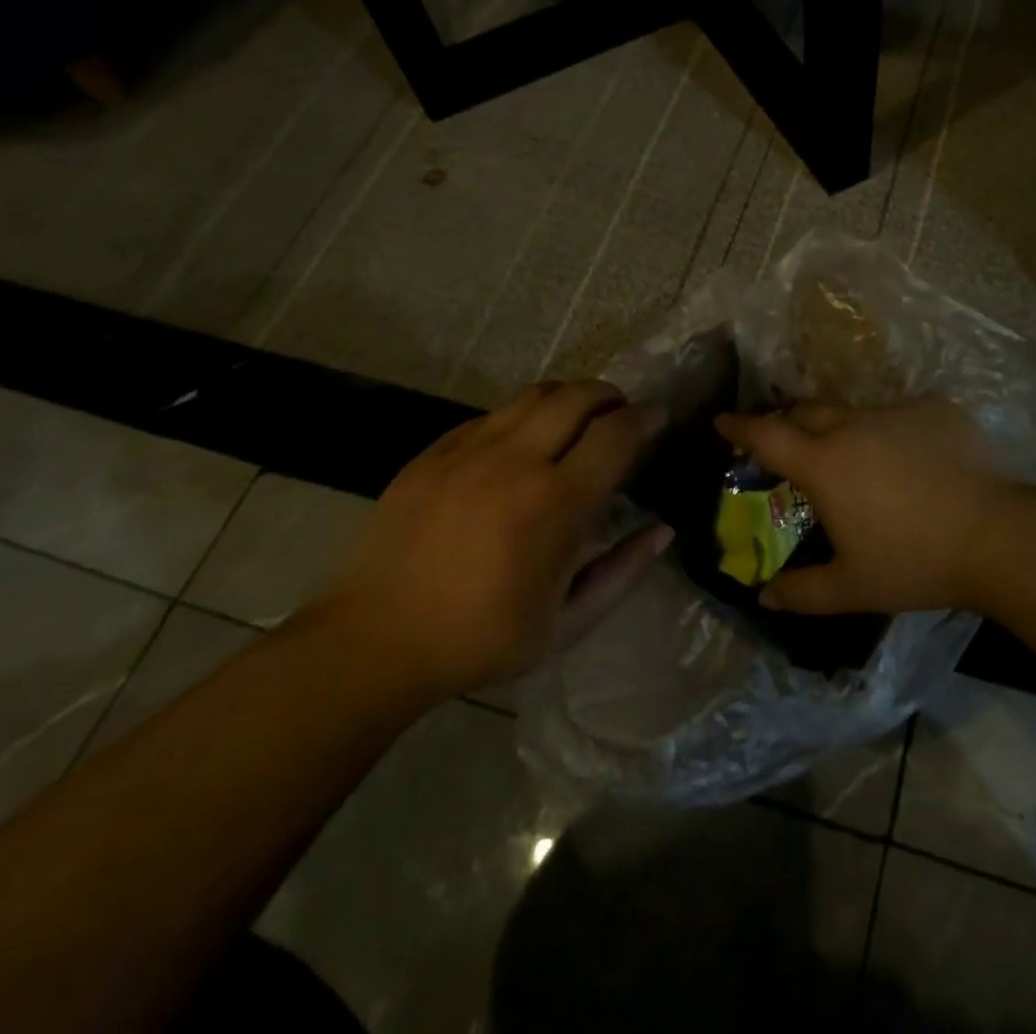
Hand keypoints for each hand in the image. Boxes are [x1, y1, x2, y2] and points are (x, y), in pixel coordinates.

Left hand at [303, 382, 671, 701]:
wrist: (372, 641)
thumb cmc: (479, 639)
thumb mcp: (567, 624)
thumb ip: (623, 572)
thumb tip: (663, 530)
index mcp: (554, 503)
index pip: (616, 434)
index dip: (646, 419)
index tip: (659, 418)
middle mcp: (515, 461)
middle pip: (577, 396)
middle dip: (611, 396)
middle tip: (622, 413)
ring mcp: (468, 450)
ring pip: (534, 395)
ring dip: (569, 396)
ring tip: (579, 417)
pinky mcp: (433, 452)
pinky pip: (492, 414)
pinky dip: (523, 416)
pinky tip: (523, 442)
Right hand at [714, 396, 1011, 616]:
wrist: (995, 537)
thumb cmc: (913, 562)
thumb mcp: (852, 587)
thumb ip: (802, 592)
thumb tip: (765, 596)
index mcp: (824, 463)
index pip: (767, 435)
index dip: (739, 426)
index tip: (722, 420)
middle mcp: (854, 426)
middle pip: (808, 411)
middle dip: (791, 423)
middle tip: (793, 446)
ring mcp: (897, 412)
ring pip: (858, 413)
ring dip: (848, 432)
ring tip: (866, 465)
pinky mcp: (936, 409)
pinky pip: (903, 416)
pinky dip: (897, 434)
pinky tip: (918, 463)